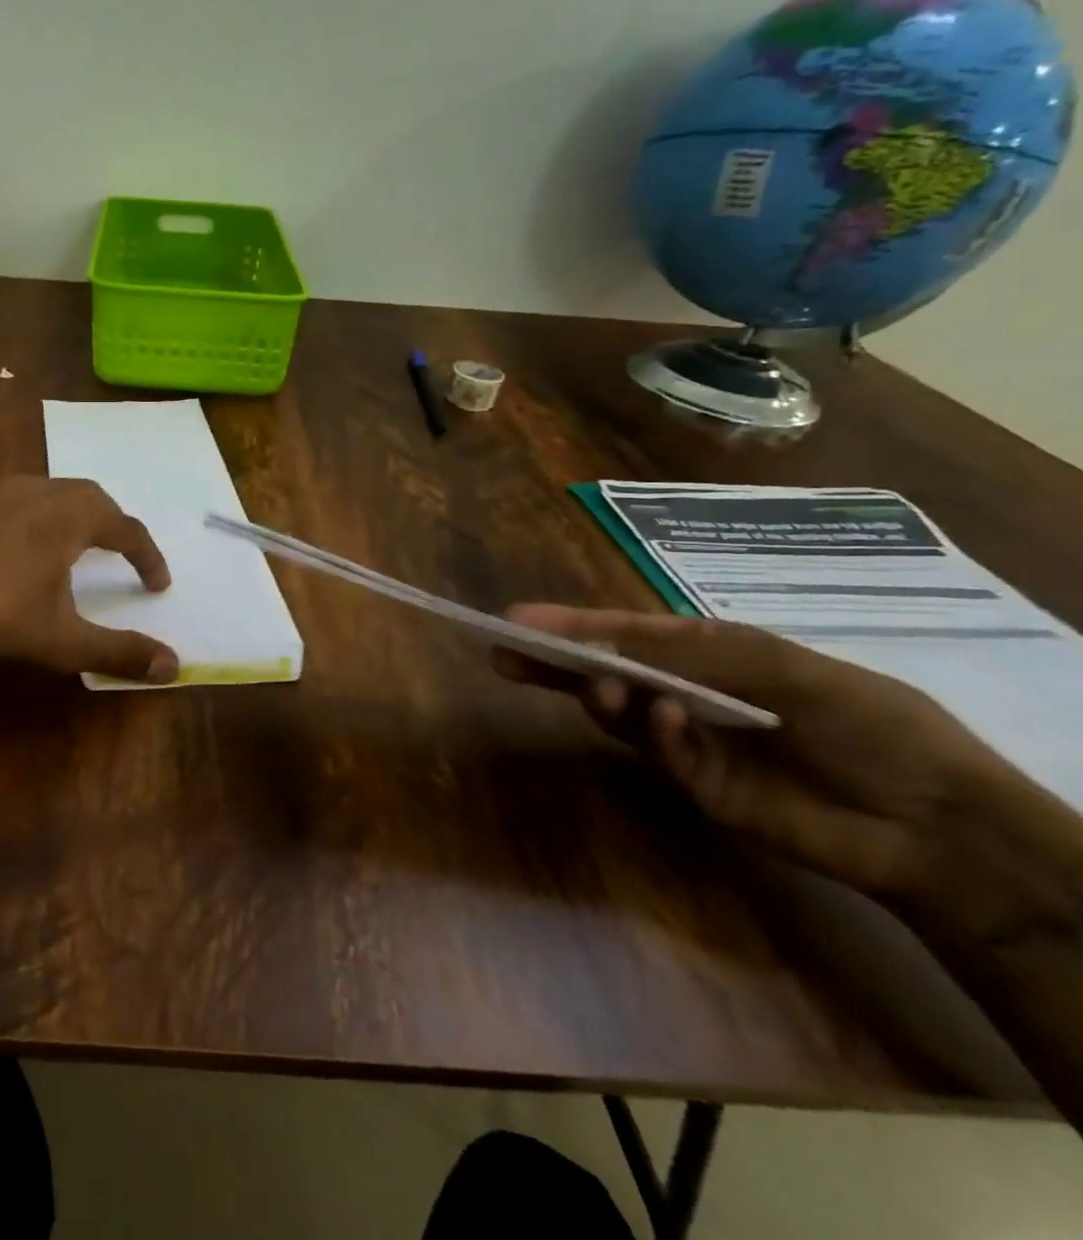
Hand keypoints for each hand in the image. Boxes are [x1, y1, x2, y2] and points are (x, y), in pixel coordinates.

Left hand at [0, 476, 178, 683]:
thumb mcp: (61, 639)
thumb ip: (117, 651)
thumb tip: (174, 667)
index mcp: (73, 516)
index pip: (128, 530)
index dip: (148, 557)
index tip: (157, 584)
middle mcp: (43, 491)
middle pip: (93, 499)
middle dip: (114, 526)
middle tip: (122, 555)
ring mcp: (1, 489)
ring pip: (54, 493)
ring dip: (75, 517)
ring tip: (76, 548)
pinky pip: (20, 500)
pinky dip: (38, 518)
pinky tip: (21, 546)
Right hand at [491, 606, 1043, 918]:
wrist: (936, 822)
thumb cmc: (866, 721)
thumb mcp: (780, 667)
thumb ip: (690, 657)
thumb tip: (608, 654)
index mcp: (711, 653)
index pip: (625, 631)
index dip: (571, 622)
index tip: (517, 619)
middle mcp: (688, 691)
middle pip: (606, 669)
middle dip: (556, 659)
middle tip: (504, 653)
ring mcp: (688, 739)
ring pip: (621, 710)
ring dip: (603, 694)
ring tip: (599, 687)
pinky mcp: (695, 784)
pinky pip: (660, 752)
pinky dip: (656, 735)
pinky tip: (664, 722)